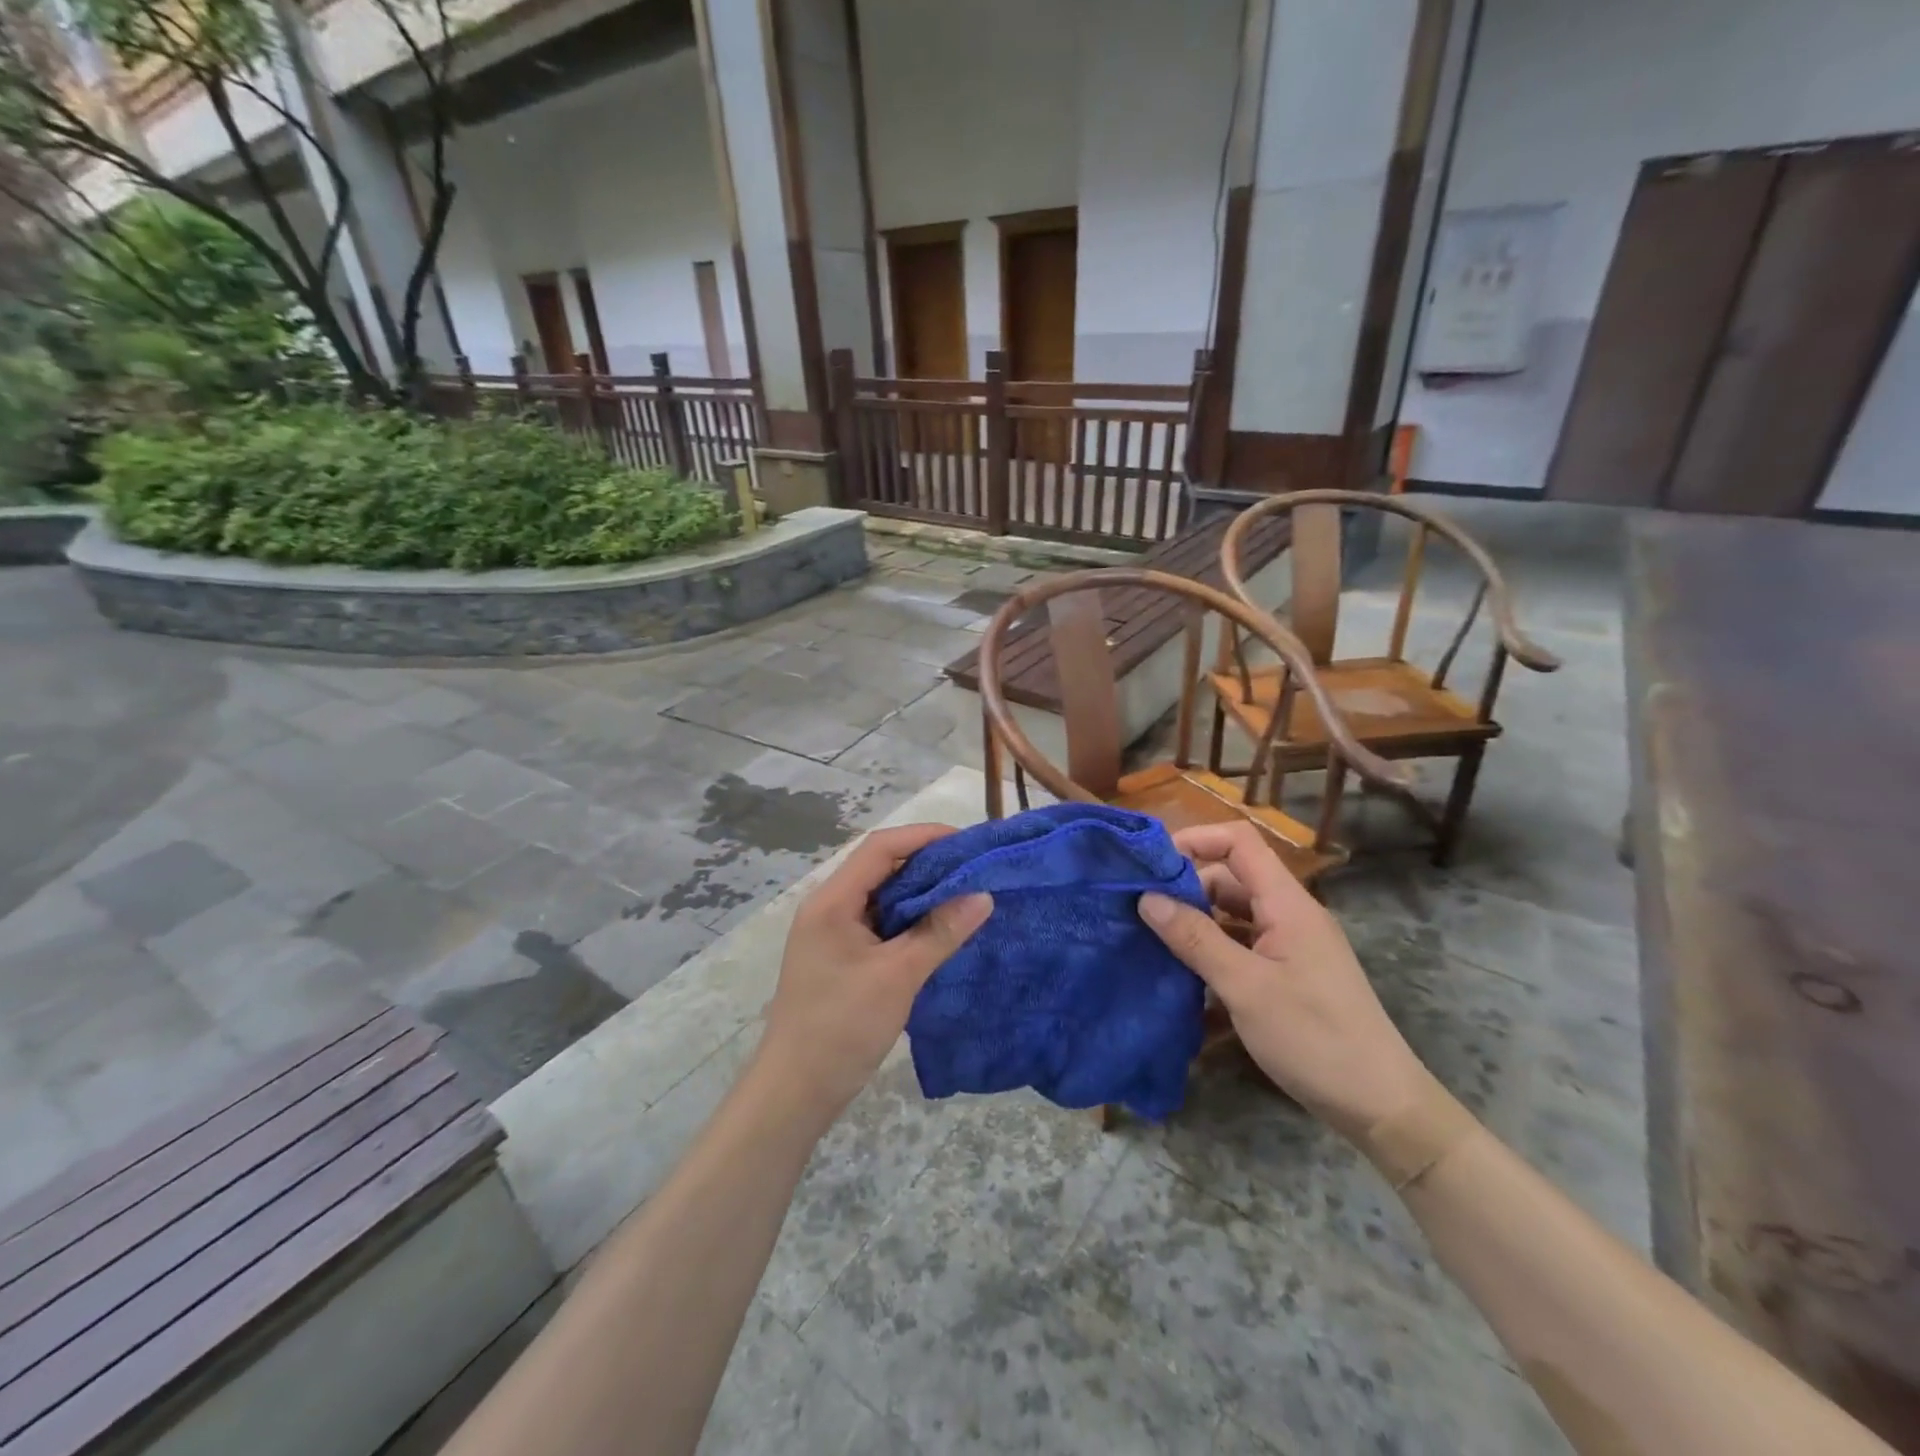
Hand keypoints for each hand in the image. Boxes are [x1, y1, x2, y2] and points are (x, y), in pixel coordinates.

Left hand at [758, 823, 991, 1123]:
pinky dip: (909, 919)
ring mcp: (832, 934)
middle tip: (973, 868)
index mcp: (832, 901)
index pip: (880, 848)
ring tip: (964, 893)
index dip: (923, 836)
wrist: (795, 1091)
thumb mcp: (897, 976)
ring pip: (881, 896)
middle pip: (880, 867)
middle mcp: (828, 908)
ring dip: (919, 892)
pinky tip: (939, 928)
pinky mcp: (840, 957)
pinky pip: (879, 923)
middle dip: (926, 862)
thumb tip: (983, 895)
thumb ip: (940, 932)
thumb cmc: (842, 1026)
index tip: (966, 842)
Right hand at [1138, 821, 1427, 1140]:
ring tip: (1152, 942)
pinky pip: (1243, 947)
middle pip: (1231, 879)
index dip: (1196, 840)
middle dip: (1186, 888)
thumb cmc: (1314, 1038)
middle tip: (1141, 912)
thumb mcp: (1245, 988)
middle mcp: (1290, 916)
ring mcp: (1291, 947)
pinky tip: (1183, 979)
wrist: (1382, 1107)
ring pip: (1234, 916)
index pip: (1240, 842)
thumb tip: (1147, 898)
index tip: (1152, 863)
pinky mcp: (1289, 976)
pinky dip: (1213, 954)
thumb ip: (1195, 939)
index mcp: (1287, 904)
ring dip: (1196, 924)